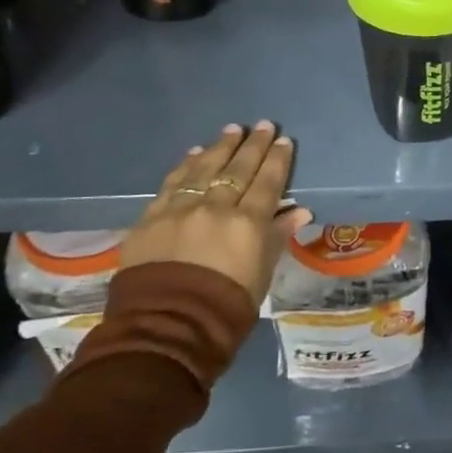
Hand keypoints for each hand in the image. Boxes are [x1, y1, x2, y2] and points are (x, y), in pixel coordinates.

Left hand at [119, 122, 312, 307]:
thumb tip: (299, 211)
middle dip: (253, 145)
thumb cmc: (226, 306)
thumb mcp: (262, 273)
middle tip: (264, 125)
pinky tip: (195, 152)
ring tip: (233, 130)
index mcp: (248, 223)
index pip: (267, 182)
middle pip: (238, 169)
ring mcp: (181, 209)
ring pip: (205, 169)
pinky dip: (186, 165)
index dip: (277, 161)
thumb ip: (277, 236)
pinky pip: (173, 183)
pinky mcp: (152, 217)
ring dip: (221, 147)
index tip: (284, 141)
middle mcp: (216, 207)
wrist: (167, 327)